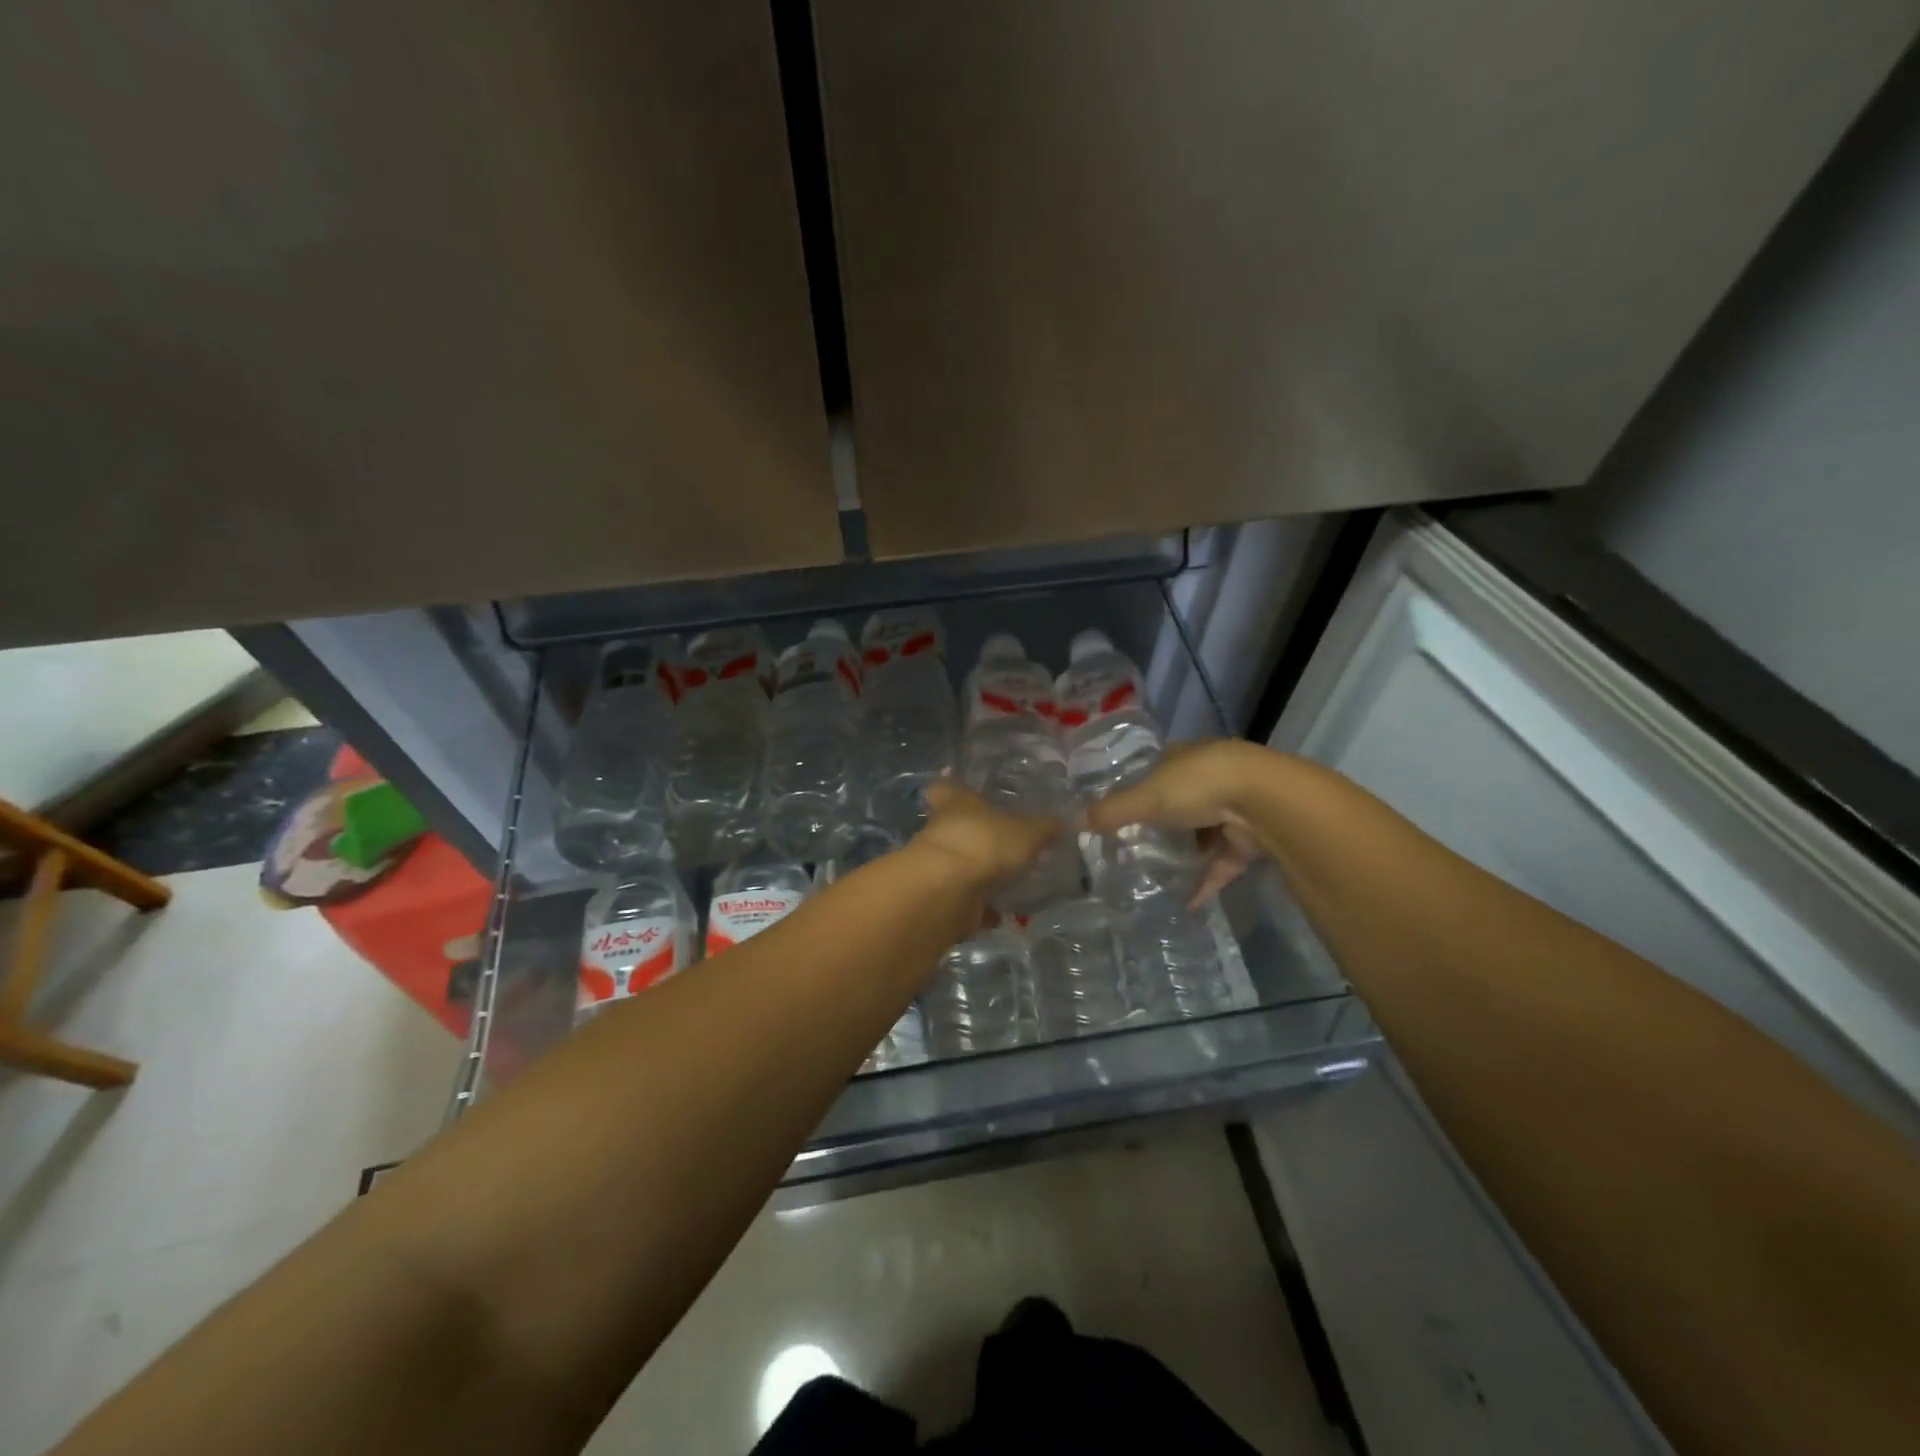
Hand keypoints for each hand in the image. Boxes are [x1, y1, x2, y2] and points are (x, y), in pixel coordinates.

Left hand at [914, 781, 1062, 895]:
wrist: (948, 890)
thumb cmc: (986, 842)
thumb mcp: (1028, 831)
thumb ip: (1045, 828)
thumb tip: (1062, 821)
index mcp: (955, 802)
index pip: (945, 787)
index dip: (953, 789)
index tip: (964, 794)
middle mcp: (940, 829)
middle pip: (954, 828)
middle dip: (977, 837)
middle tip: (1005, 845)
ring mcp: (937, 865)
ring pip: (960, 864)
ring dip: (980, 873)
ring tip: (1011, 881)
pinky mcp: (939, 896)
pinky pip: (965, 899)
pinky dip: (982, 907)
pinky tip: (1004, 913)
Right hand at [1083, 739, 1270, 906]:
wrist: (1265, 801)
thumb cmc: (1198, 786)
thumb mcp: (1146, 797)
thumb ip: (1112, 811)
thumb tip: (1073, 821)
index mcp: (1185, 757)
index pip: (1157, 769)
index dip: (1138, 788)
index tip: (1120, 812)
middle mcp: (1211, 777)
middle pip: (1180, 802)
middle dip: (1162, 825)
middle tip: (1135, 850)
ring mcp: (1235, 807)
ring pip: (1203, 834)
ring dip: (1186, 855)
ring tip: (1158, 878)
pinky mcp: (1251, 839)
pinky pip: (1223, 864)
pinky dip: (1206, 882)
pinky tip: (1187, 904)